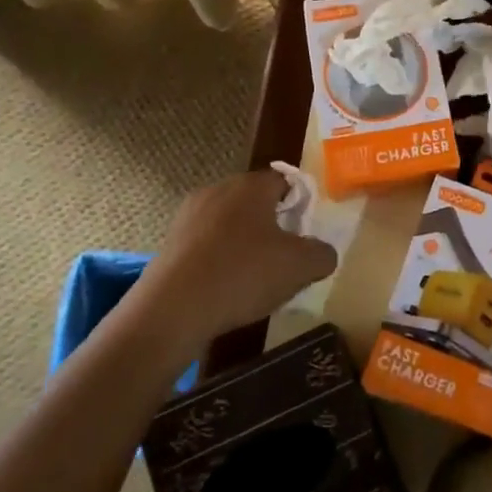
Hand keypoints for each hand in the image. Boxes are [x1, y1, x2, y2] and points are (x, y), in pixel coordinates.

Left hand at [135, 170, 336, 346]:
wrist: (172, 310)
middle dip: (271, 225)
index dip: (299, 204)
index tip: (304, 233)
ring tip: (252, 278)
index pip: (284, 181)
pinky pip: (205, 244)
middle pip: (254, 201)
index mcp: (251, 186)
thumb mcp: (300, 267)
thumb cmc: (243, 275)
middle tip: (283, 257)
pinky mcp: (169, 242)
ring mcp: (188, 215)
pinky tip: (223, 288)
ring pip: (228, 223)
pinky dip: (218, 260)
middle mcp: (218, 190)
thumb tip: (322, 252)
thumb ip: (322, 254)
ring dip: (242, 243)